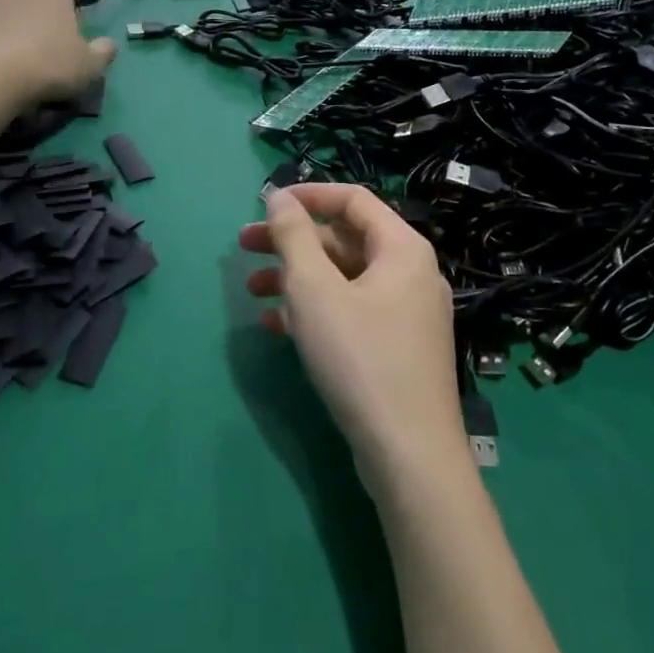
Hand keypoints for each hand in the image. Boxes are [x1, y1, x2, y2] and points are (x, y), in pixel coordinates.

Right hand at [240, 183, 468, 490]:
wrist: (410, 457)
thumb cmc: (360, 358)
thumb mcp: (315, 290)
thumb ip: (293, 236)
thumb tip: (279, 197)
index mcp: (402, 248)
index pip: (352, 199)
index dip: (307, 196)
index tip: (266, 205)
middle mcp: (409, 273)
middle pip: (344, 239)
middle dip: (292, 241)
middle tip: (243, 246)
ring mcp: (405, 314)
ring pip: (343, 279)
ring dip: (296, 278)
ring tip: (252, 290)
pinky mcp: (395, 349)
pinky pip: (351, 312)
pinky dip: (314, 311)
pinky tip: (275, 325)